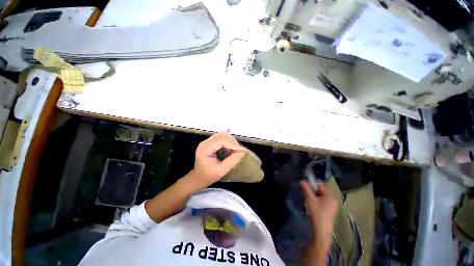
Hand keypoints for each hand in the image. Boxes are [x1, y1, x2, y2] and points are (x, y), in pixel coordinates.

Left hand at [189, 130, 245, 188]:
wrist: (198, 178)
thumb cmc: (208, 176)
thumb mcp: (222, 170)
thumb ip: (233, 160)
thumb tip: (243, 151)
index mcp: (205, 148)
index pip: (221, 141)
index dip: (233, 144)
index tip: (242, 151)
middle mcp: (205, 142)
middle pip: (222, 136)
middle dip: (232, 142)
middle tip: (239, 151)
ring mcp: (207, 141)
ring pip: (221, 135)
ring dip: (230, 140)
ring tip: (235, 149)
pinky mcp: (210, 142)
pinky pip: (220, 137)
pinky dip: (227, 139)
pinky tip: (231, 139)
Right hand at [300, 180, 337, 262]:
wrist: (322, 231)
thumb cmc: (317, 214)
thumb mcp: (310, 199)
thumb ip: (306, 189)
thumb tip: (302, 180)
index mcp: (331, 196)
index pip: (322, 184)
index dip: (314, 183)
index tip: (307, 186)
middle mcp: (333, 199)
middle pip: (322, 190)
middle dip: (313, 189)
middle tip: (306, 192)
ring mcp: (332, 205)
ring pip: (322, 195)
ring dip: (314, 195)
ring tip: (308, 198)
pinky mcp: (330, 210)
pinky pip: (323, 201)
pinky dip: (317, 200)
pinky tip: (312, 204)